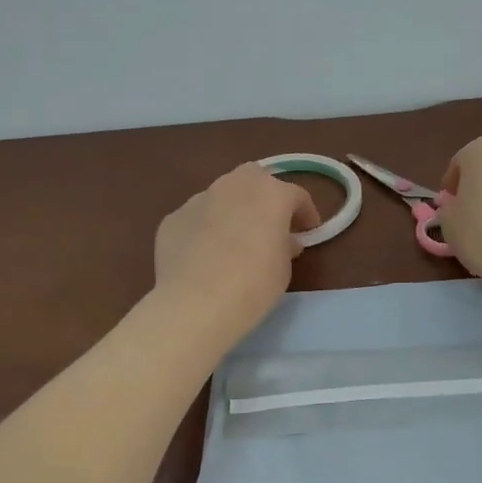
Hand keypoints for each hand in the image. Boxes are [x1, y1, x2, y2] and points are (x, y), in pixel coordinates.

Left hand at [154, 162, 319, 339]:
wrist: (195, 303)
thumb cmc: (254, 285)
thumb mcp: (284, 267)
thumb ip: (285, 245)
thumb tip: (283, 240)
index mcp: (270, 193)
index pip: (296, 195)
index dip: (306, 213)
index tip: (308, 232)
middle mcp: (234, 185)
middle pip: (255, 179)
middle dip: (265, 196)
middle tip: (269, 224)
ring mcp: (198, 199)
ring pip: (221, 195)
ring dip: (232, 210)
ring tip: (232, 240)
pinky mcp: (173, 218)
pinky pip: (196, 218)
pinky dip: (204, 229)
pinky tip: (203, 256)